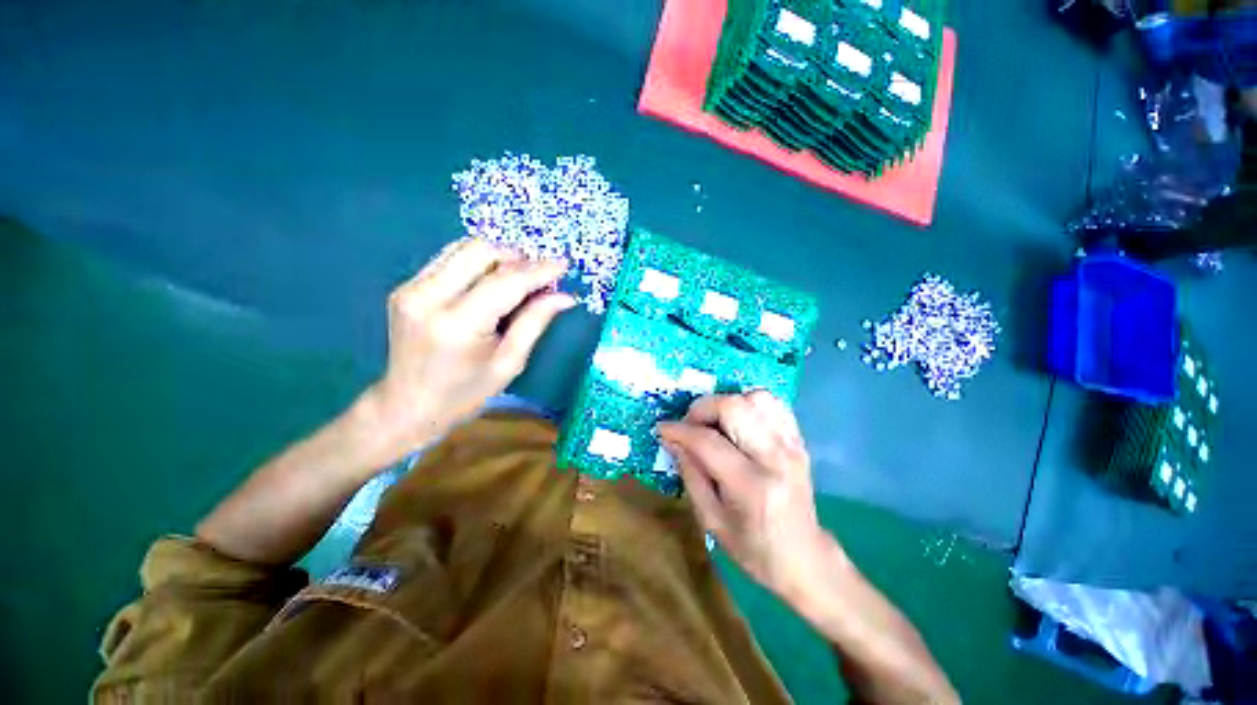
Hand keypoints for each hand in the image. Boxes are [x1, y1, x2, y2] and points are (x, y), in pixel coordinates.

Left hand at [363, 239, 575, 456]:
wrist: (407, 405)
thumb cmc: (465, 393)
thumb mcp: (509, 362)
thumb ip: (535, 322)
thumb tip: (564, 296)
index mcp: (458, 324)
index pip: (505, 282)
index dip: (538, 270)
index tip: (563, 264)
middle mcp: (428, 297)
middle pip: (481, 251)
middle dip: (517, 258)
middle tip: (538, 277)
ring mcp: (411, 288)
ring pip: (464, 248)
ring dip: (498, 258)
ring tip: (518, 279)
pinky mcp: (407, 287)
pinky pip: (450, 259)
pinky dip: (477, 264)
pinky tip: (491, 283)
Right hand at [658, 391, 830, 597]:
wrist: (804, 557)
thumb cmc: (752, 548)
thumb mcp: (710, 520)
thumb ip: (690, 474)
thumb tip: (672, 439)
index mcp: (751, 486)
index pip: (708, 441)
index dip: (679, 430)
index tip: (663, 429)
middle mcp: (775, 458)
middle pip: (733, 407)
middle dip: (702, 409)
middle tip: (690, 425)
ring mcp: (791, 446)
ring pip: (755, 398)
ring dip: (726, 403)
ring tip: (714, 423)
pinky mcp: (798, 441)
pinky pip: (773, 403)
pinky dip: (749, 404)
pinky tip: (738, 422)